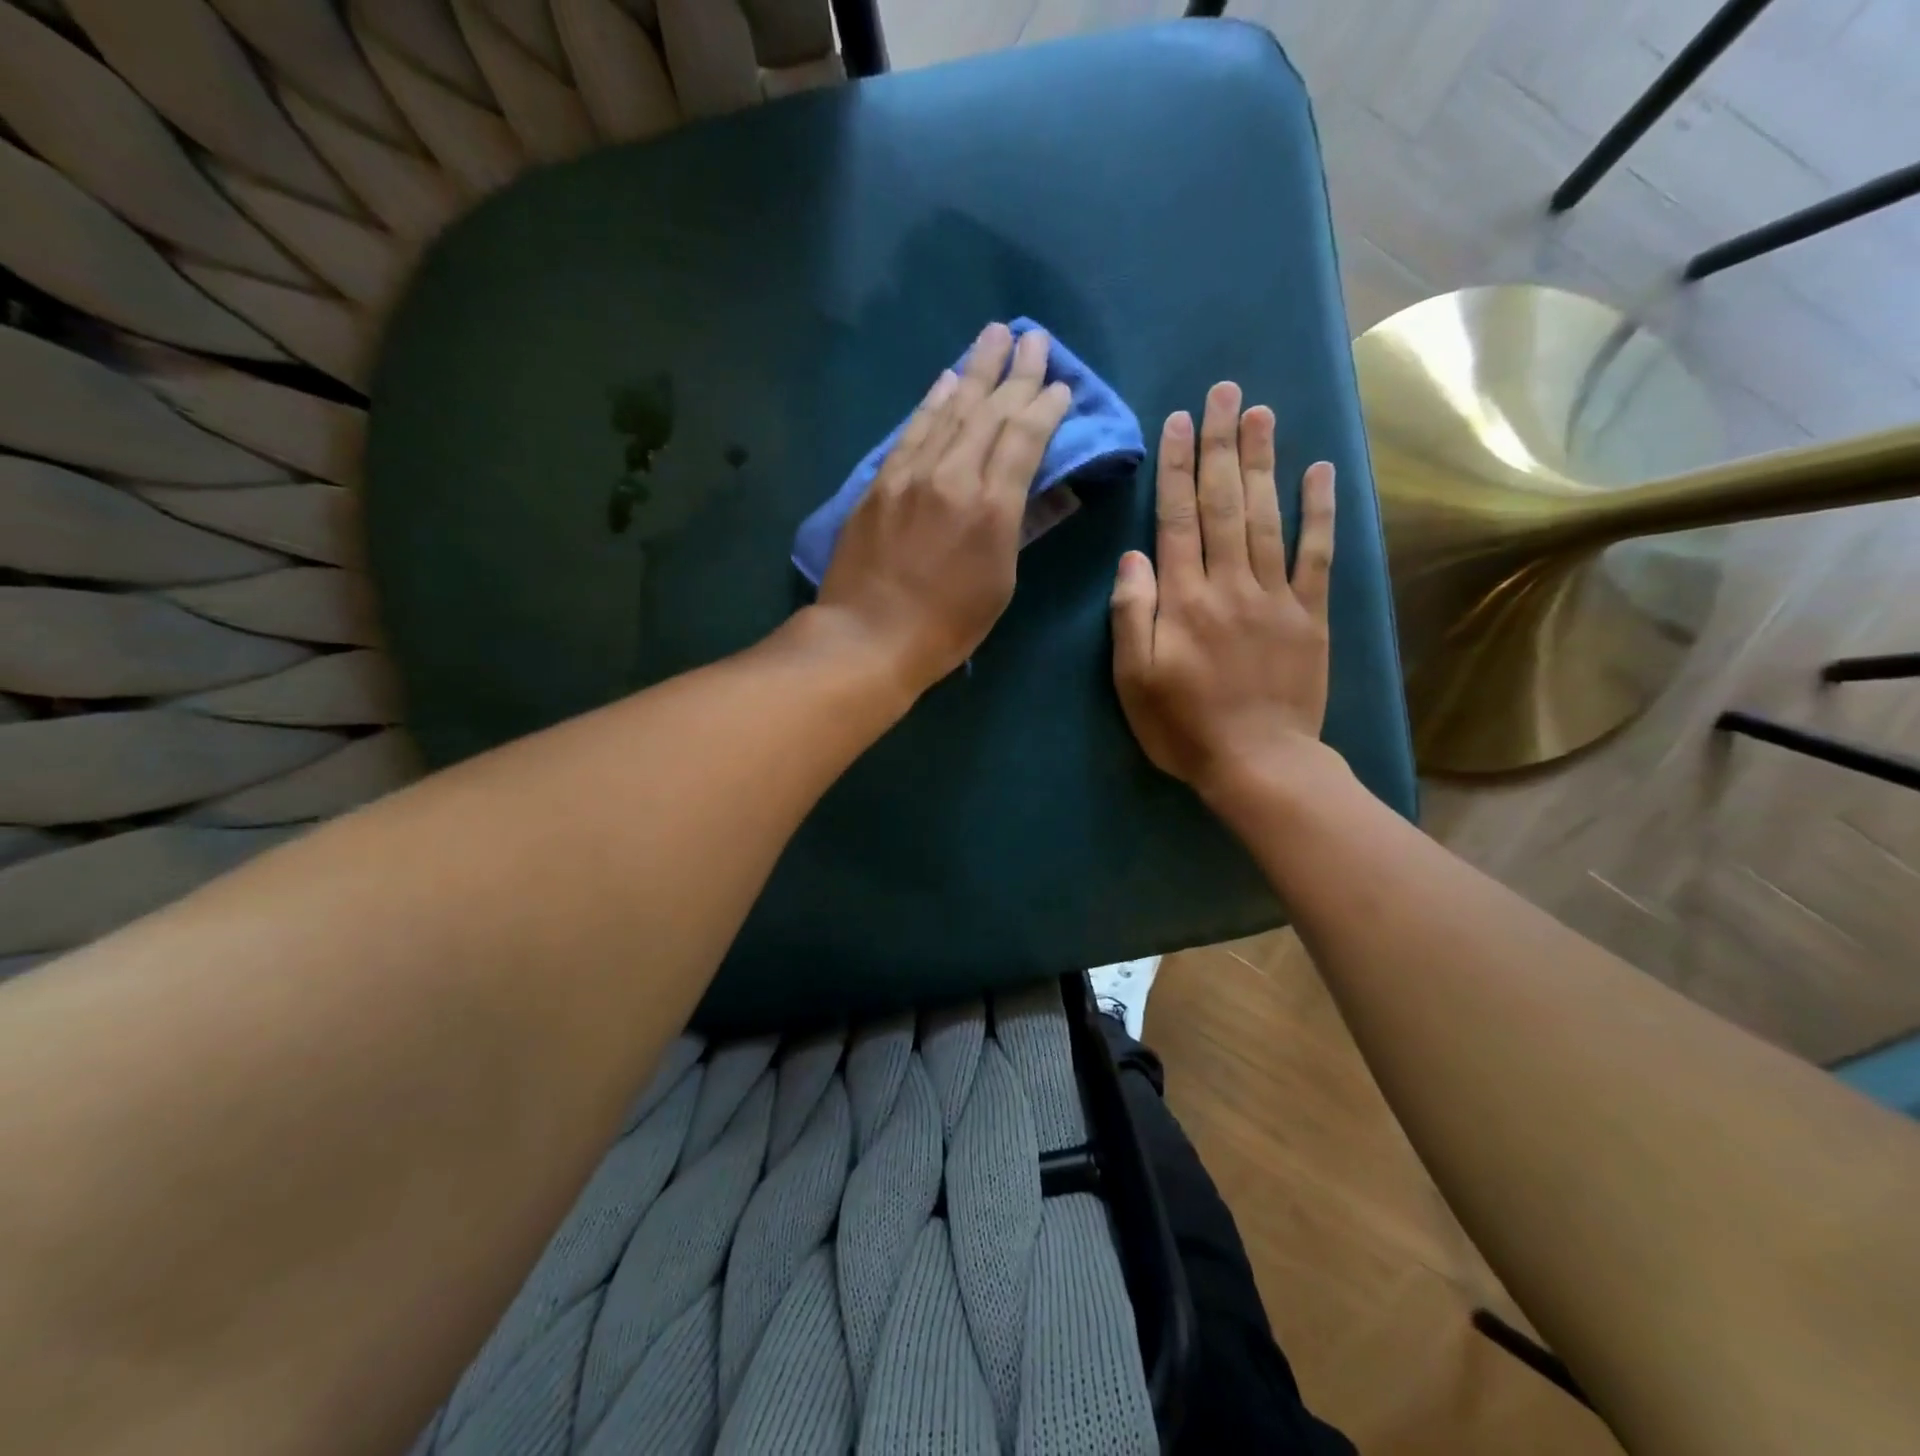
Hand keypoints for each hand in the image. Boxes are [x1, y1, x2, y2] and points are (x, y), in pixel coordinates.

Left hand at [817, 323, 1071, 692]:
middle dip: (1015, 372)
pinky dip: (932, 402)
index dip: (1044, 406)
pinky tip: (946, 381)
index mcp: (992, 506)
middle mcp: (953, 476)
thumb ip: (1013, 526)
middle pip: (989, 412)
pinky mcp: (880, 482)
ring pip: (950, 410)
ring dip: (975, 371)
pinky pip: (912, 430)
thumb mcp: (999, 582)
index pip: (1024, 438)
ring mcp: (911, 474)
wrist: (868, 636)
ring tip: (994, 336)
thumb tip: (1021, 486)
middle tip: (1033, 339)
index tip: (1059, 384)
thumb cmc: (947, 626)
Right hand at [1110, 381, 1337, 800]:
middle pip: (1223, 503)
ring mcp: (1275, 596)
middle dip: (1220, 445)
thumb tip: (1133, 557)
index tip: (1179, 420)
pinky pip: (1316, 554)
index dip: (1176, 467)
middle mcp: (1229, 584)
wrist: (1258, 764)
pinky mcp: (1310, 614)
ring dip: (1262, 461)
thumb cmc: (1183, 726)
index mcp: (1183, 600)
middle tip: (1224, 391)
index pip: (1176, 519)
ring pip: (1266, 515)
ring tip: (1260, 411)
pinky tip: (1319, 470)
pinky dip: (1319, 510)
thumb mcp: (1133, 680)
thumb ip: (1132, 616)